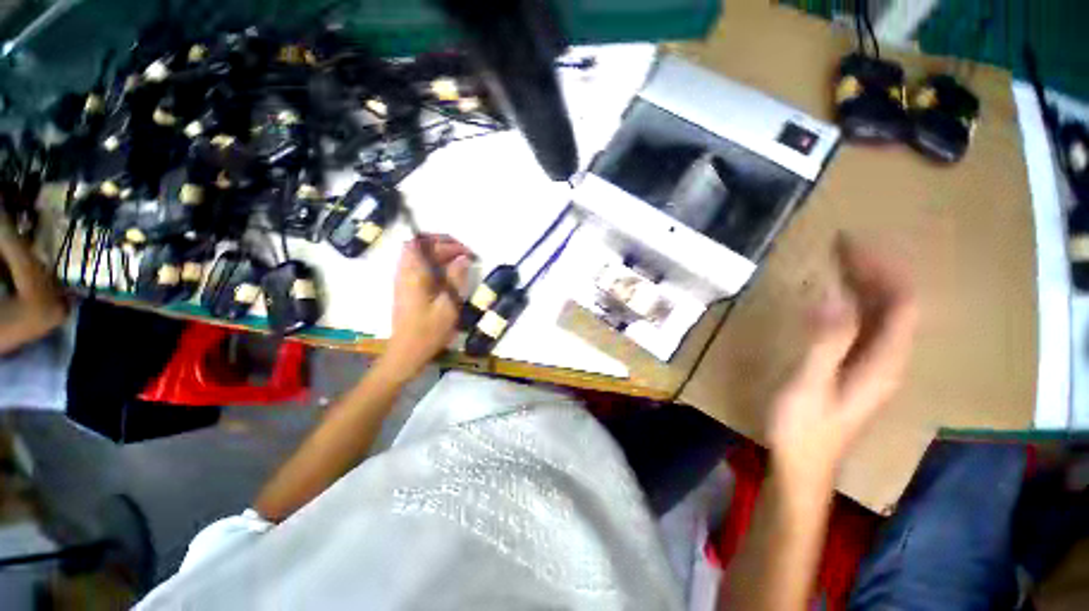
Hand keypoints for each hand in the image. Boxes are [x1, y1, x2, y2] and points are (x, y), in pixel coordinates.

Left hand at [383, 234, 472, 377]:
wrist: (407, 352)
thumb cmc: (429, 330)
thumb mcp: (448, 305)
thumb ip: (456, 279)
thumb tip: (463, 258)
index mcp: (413, 274)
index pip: (421, 243)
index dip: (442, 241)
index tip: (463, 250)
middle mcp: (405, 273)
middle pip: (419, 247)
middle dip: (443, 245)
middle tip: (465, 254)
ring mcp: (404, 281)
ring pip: (419, 257)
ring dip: (439, 254)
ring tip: (460, 262)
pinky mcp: (407, 290)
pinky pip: (420, 268)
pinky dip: (435, 265)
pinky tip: (449, 275)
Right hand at [768, 235, 917, 492]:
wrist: (802, 464)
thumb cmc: (804, 428)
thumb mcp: (810, 385)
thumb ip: (826, 342)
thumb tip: (833, 297)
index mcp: (883, 362)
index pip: (900, 303)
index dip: (883, 270)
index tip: (852, 245)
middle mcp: (888, 359)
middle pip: (896, 305)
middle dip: (874, 270)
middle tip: (842, 246)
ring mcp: (873, 365)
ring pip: (882, 314)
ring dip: (866, 284)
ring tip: (839, 261)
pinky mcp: (856, 369)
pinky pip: (866, 326)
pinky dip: (855, 303)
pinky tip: (836, 297)